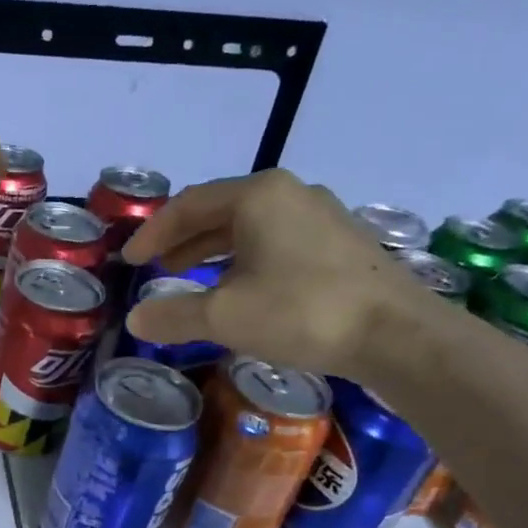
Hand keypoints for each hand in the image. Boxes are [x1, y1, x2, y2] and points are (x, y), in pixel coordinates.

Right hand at [120, 168, 427, 377]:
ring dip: (214, 250)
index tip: (130, 260)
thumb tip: (136, 319)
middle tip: (156, 266)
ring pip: (251, 226)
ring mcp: (320, 216)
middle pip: (220, 210)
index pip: (189, 205)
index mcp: (257, 196)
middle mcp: (289, 194)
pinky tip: (242, 288)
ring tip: (190, 277)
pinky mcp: (341, 243)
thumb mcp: (225, 317)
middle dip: (183, 239)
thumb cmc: (301, 312)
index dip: (153, 232)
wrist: (397, 334)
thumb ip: (174, 315)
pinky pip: (277, 241)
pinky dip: (245, 259)